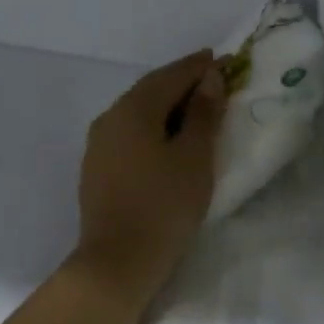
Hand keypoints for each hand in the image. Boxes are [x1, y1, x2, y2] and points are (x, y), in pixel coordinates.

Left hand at [76, 49, 225, 302]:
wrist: (116, 263)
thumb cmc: (163, 206)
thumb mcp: (194, 157)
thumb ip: (202, 113)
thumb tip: (209, 78)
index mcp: (134, 108)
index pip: (171, 75)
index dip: (199, 67)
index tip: (225, 60)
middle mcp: (110, 117)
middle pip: (151, 89)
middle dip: (182, 80)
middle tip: (213, 77)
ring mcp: (99, 143)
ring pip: (138, 110)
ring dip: (167, 102)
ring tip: (196, 105)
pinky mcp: (97, 167)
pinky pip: (130, 131)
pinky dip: (153, 124)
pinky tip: (168, 135)